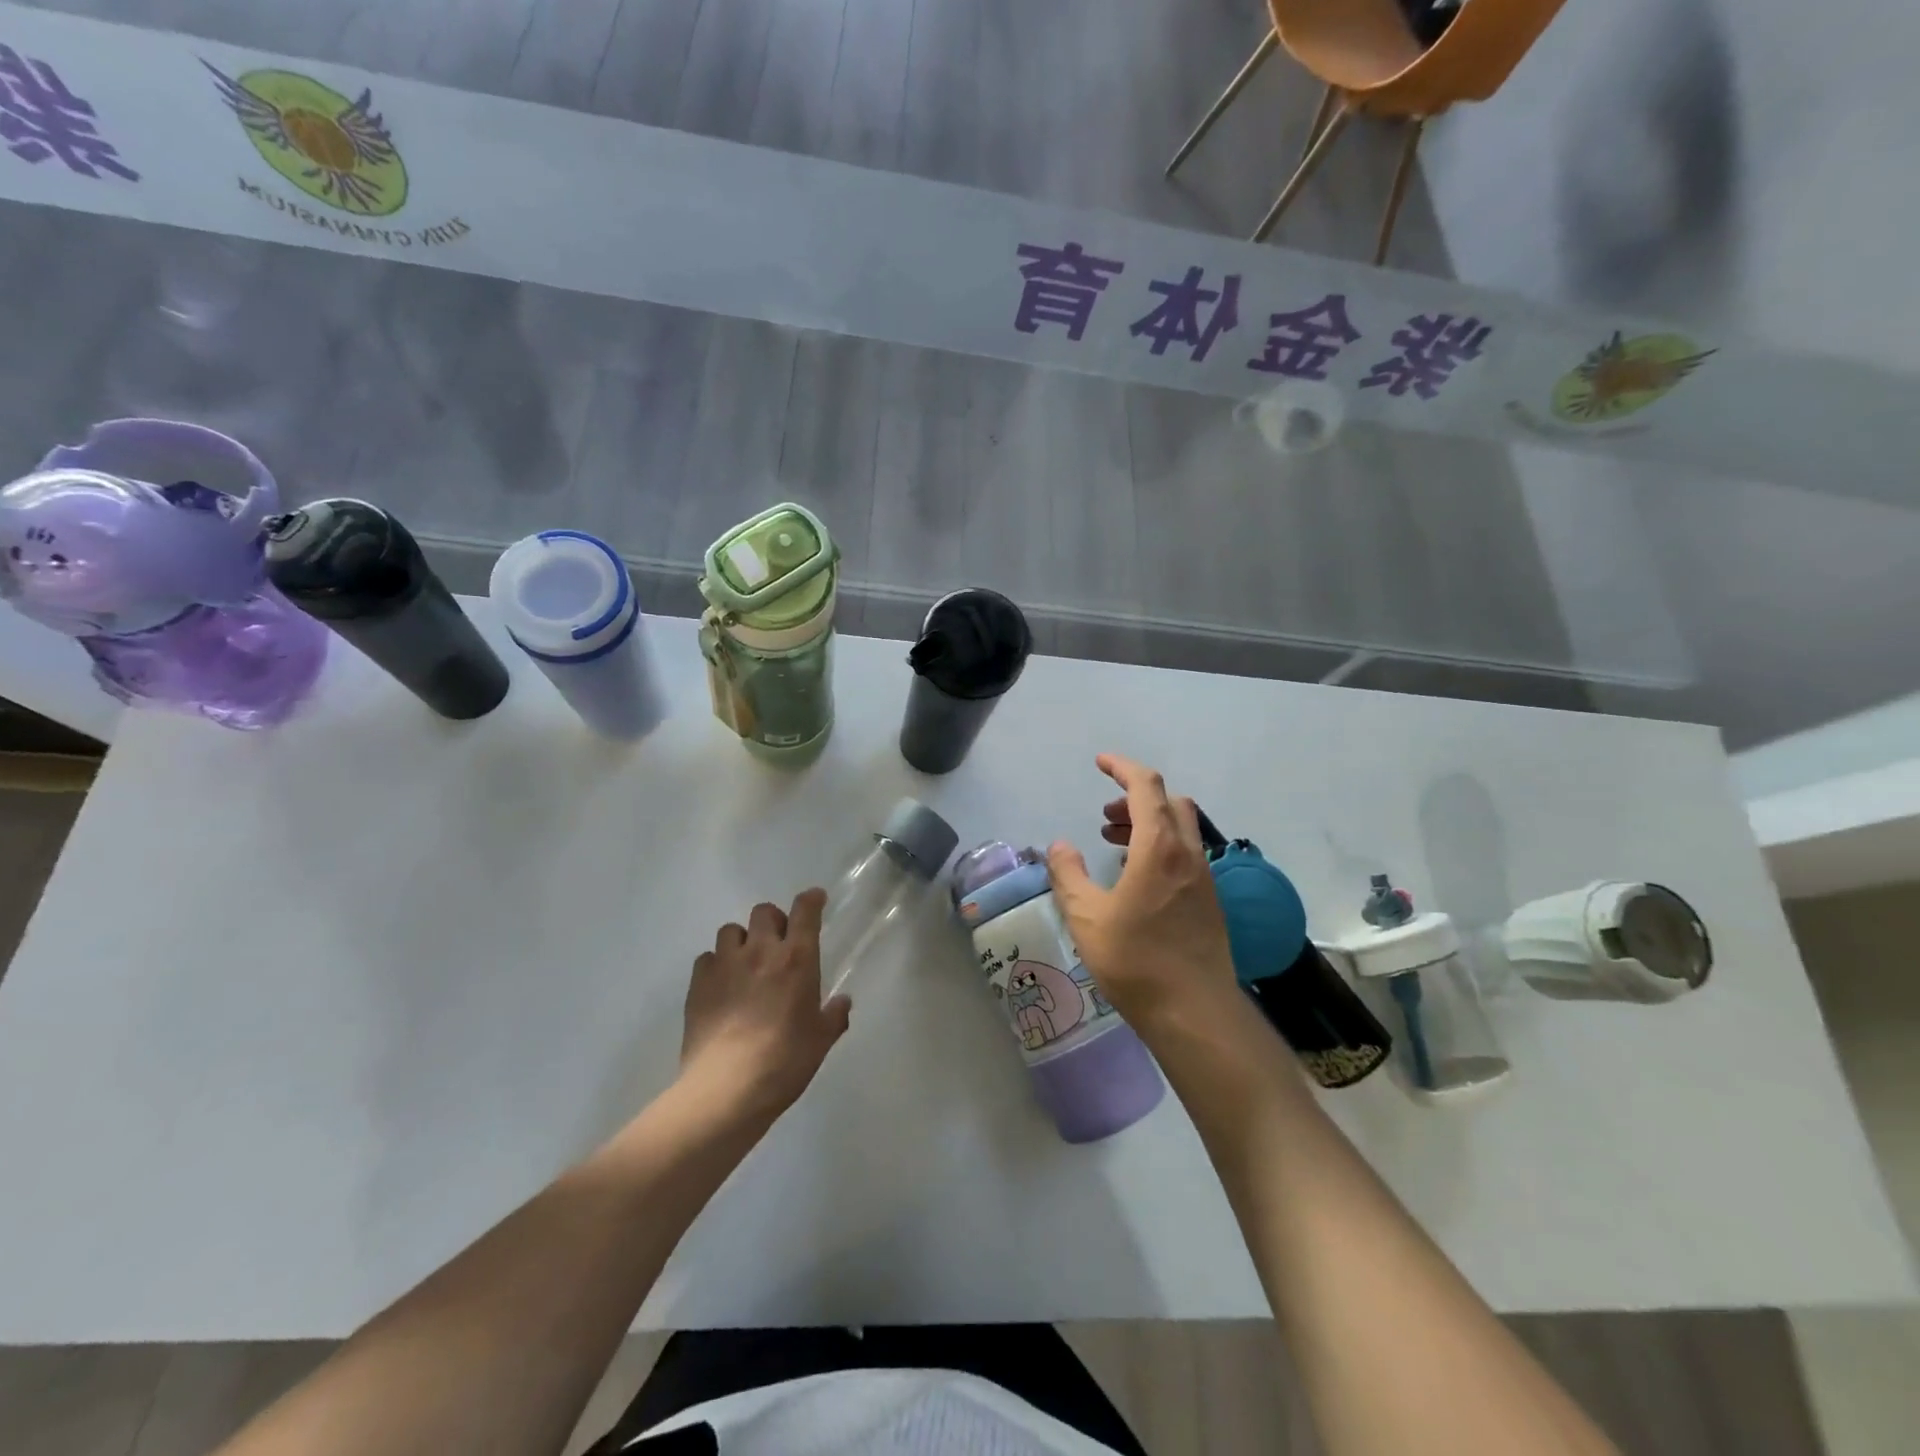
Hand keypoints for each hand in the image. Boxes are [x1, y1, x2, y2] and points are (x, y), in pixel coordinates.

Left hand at [679, 891, 850, 1124]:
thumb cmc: (785, 1061)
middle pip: (764, 912)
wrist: (727, 1088)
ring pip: (731, 930)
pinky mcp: (698, 984)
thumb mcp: (821, 1041)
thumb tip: (842, 1002)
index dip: (811, 900)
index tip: (815, 899)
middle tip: (778, 943)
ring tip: (745, 963)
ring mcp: (725, 965)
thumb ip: (834, 1016)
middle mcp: (761, 951)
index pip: (805, 911)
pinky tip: (721, 986)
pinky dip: (716, 965)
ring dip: (742, 941)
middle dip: (773, 920)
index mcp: (797, 959)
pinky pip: (706, 958)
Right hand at [1046, 754, 1239, 1033]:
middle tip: (1104, 814)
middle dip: (1136, 797)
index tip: (1100, 763)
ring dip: (1148, 823)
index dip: (1122, 768)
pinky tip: (1136, 879)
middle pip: (1170, 802)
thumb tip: (1059, 845)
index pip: (1146, 786)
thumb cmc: (1135, 960)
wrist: (1194, 1011)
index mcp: (1159, 847)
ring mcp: (1204, 878)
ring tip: (1113, 843)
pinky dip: (1160, 848)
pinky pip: (1185, 855)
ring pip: (1180, 829)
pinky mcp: (1210, 902)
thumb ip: (1068, 874)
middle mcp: (1188, 854)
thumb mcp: (1086, 917)